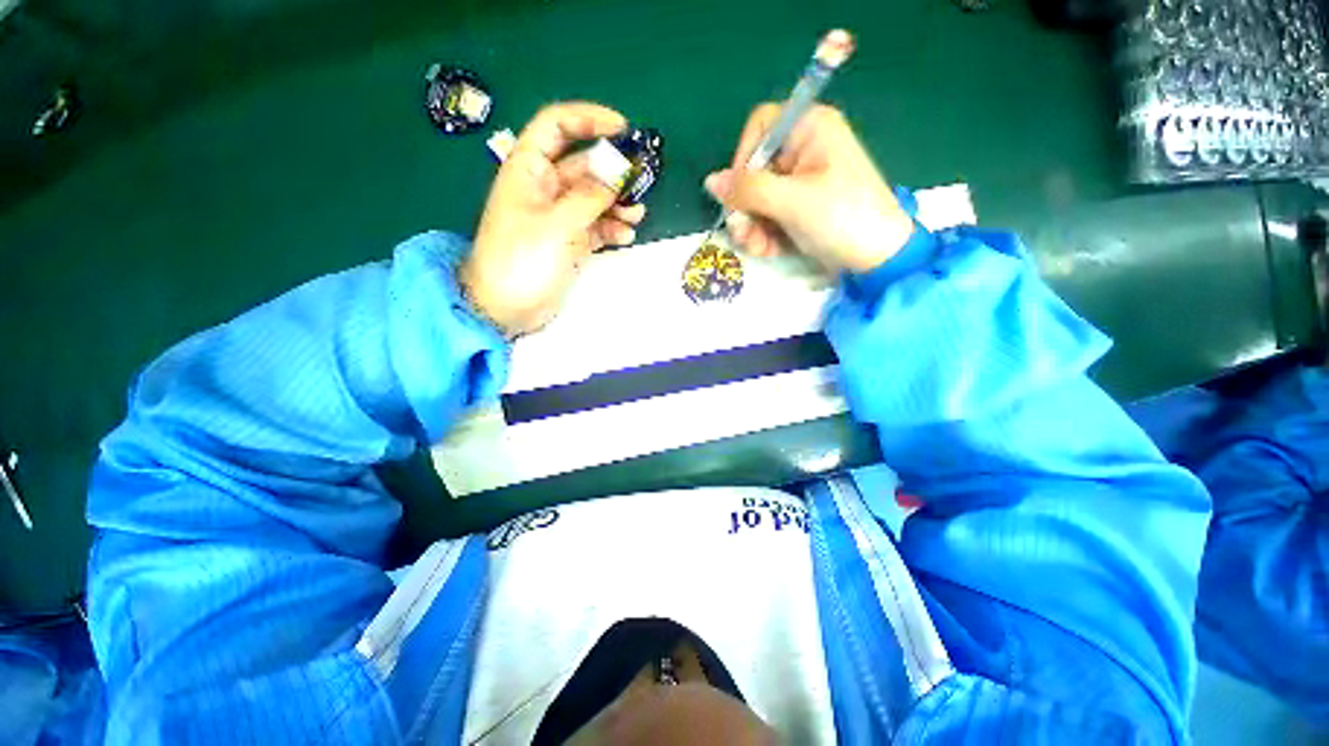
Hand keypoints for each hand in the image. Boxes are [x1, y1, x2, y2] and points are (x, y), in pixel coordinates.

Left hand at [462, 102, 646, 335]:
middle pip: (585, 165)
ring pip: (595, 198)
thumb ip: (589, 197)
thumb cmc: (522, 260)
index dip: (589, 119)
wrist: (506, 307)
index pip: (557, 126)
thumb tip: (617, 176)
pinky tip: (625, 236)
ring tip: (636, 215)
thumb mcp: (556, 224)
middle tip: (642, 181)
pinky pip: (597, 225)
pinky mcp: (571, 241)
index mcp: (529, 169)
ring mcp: (560, 217)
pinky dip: (612, 228)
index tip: (623, 128)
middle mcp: (546, 188)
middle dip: (613, 171)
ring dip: (618, 203)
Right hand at [704, 104, 913, 273]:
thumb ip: (748, 189)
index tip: (737, 194)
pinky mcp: (800, 205)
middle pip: (754, 168)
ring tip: (759, 248)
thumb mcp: (792, 201)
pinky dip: (765, 233)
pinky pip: (769, 213)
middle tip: (744, 234)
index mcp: (810, 128)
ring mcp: (802, 179)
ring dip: (752, 225)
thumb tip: (711, 182)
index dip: (742, 159)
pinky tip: (770, 250)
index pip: (759, 128)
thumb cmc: (841, 218)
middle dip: (745, 206)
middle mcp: (804, 149)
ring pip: (758, 196)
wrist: (877, 257)